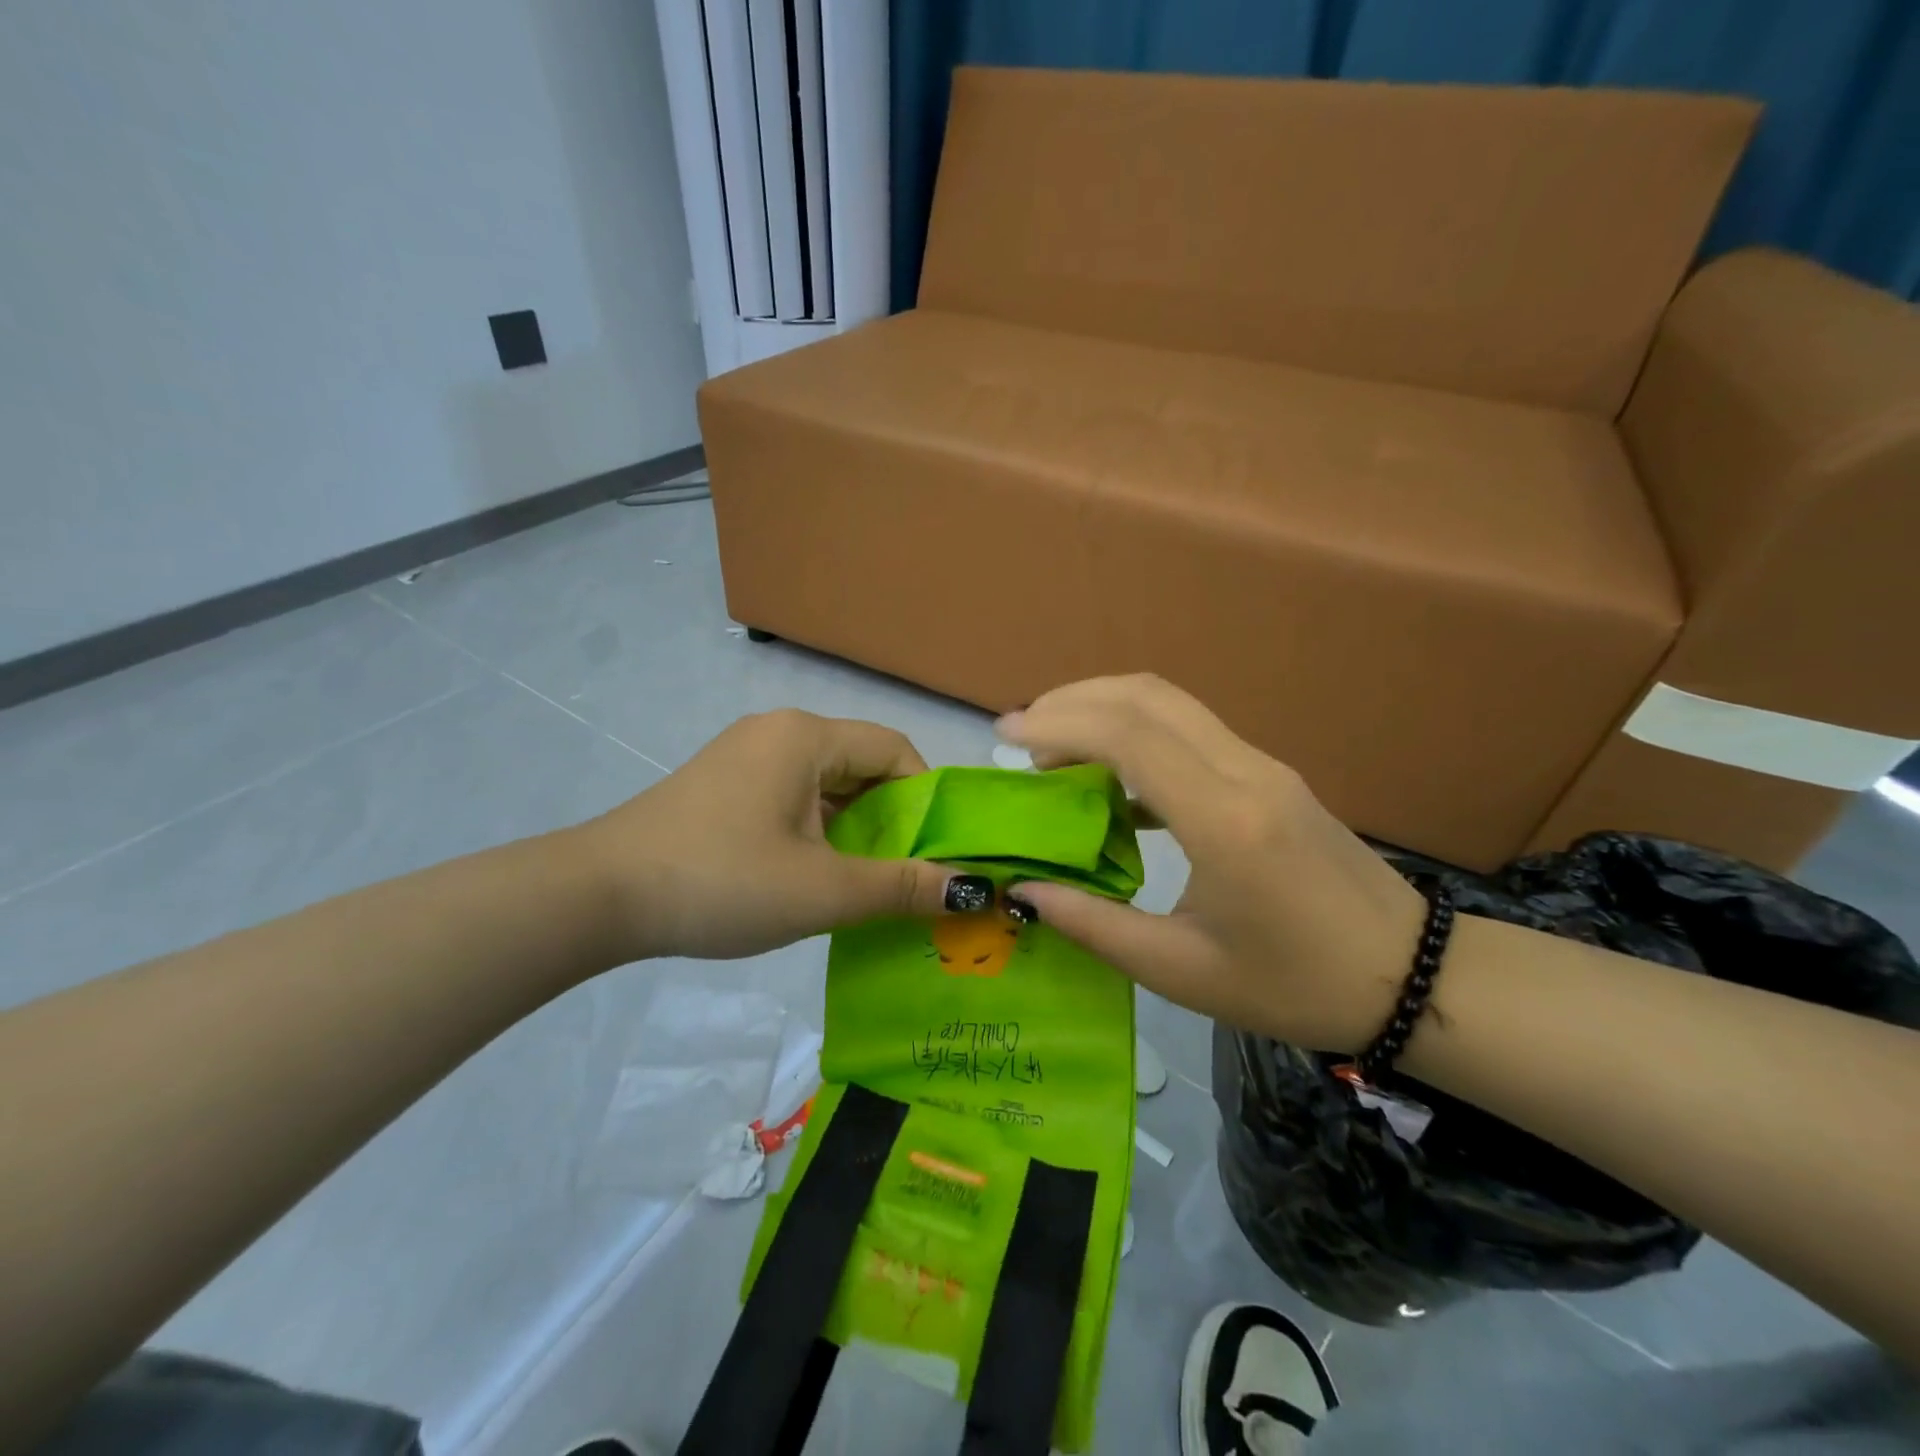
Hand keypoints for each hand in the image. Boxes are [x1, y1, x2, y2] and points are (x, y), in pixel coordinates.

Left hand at [573, 709, 962, 961]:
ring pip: (826, 785)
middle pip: (861, 766)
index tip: (934, 854)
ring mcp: (744, 756)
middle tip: (905, 877)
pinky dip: (816, 831)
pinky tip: (812, 876)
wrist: (597, 897)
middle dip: (891, 821)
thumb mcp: (822, 891)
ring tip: (862, 884)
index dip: (926, 799)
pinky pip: (791, 798)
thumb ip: (901, 887)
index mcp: (806, 736)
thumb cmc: (722, 881)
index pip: (895, 750)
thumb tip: (971, 888)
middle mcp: (778, 732)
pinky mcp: (722, 785)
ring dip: (853, 830)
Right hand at [997, 676, 1426, 1053]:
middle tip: (1021, 731)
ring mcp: (1264, 766)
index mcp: (1225, 820)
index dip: (1060, 724)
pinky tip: (1111, 780)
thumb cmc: (1294, 985)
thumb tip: (1024, 891)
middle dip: (1073, 700)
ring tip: (1053, 746)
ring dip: (1105, 708)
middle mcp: (1246, 772)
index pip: (1129, 736)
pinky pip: (1191, 730)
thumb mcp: (1181, 972)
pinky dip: (1137, 733)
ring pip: (1171, 703)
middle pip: (1148, 696)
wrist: (1411, 978)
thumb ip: (1093, 926)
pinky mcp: (1270, 774)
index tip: (1007, 737)